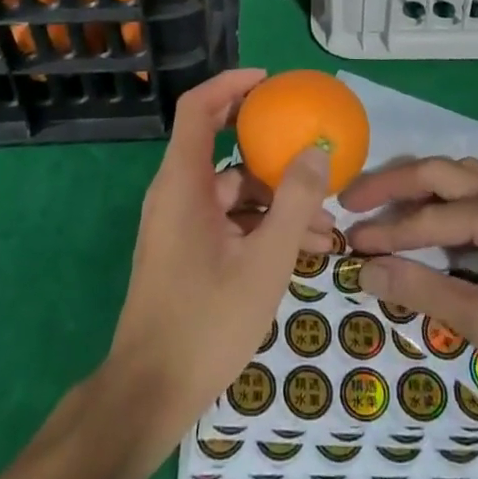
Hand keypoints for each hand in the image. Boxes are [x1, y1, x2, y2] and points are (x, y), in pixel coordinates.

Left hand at [105, 69, 334, 446]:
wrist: (149, 396)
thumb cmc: (206, 322)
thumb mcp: (265, 262)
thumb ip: (294, 202)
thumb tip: (318, 151)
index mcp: (183, 183)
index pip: (198, 108)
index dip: (231, 84)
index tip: (270, 83)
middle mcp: (176, 194)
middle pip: (221, 147)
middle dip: (270, 149)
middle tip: (310, 148)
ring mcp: (180, 224)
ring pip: (232, 192)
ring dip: (277, 200)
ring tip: (328, 225)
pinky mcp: (187, 251)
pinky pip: (228, 221)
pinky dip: (262, 226)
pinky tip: (305, 251)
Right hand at [341, 157, 477, 424]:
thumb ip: (425, 292)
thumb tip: (366, 272)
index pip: (429, 216)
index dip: (385, 232)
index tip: (345, 244)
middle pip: (441, 173)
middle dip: (393, 186)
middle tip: (350, 201)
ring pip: (462, 179)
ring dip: (421, 188)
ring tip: (384, 206)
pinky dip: (447, 203)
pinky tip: (432, 224)